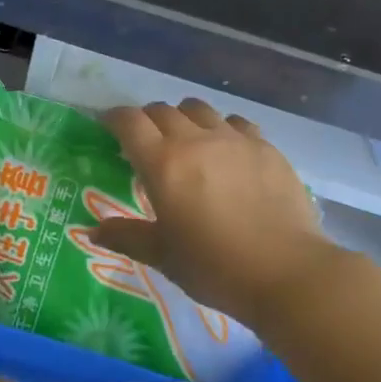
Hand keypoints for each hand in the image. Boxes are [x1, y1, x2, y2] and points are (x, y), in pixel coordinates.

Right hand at [92, 99, 335, 332]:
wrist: (287, 272)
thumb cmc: (214, 267)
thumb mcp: (163, 256)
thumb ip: (127, 236)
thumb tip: (93, 231)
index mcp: (163, 163)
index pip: (129, 122)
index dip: (113, 118)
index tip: (107, 126)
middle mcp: (196, 140)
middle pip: (162, 110)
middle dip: (147, 120)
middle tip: (144, 141)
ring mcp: (235, 140)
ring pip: (199, 109)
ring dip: (183, 118)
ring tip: (185, 139)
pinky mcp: (266, 147)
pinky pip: (236, 123)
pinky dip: (221, 128)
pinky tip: (226, 150)